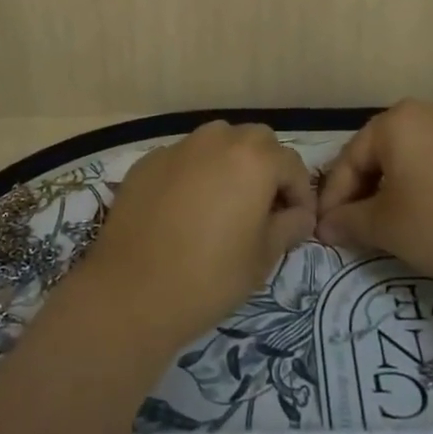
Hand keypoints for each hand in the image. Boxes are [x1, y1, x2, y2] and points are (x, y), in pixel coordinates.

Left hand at [74, 121, 314, 353]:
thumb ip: (289, 226)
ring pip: (217, 141)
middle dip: (267, 168)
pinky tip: (185, 209)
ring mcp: (178, 147)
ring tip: (224, 202)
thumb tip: (298, 214)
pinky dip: (194, 173)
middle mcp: (217, 140)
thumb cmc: (210, 277)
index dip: (300, 193)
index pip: (292, 164)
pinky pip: (183, 158)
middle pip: (255, 141)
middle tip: (263, 207)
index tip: (296, 222)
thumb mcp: (263, 258)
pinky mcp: (147, 162)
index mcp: (253, 159)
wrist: (132, 293)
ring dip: (230, 163)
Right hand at [317, 100, 432, 291]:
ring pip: (412, 157)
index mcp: (396, 121)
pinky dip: (428, 186)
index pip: (350, 158)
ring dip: (395, 188)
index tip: (326, 230)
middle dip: (364, 190)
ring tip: (392, 223)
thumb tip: (324, 226)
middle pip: (381, 153)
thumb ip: (349, 222)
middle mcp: (428, 113)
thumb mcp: (387, 227)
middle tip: (355, 226)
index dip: (334, 197)